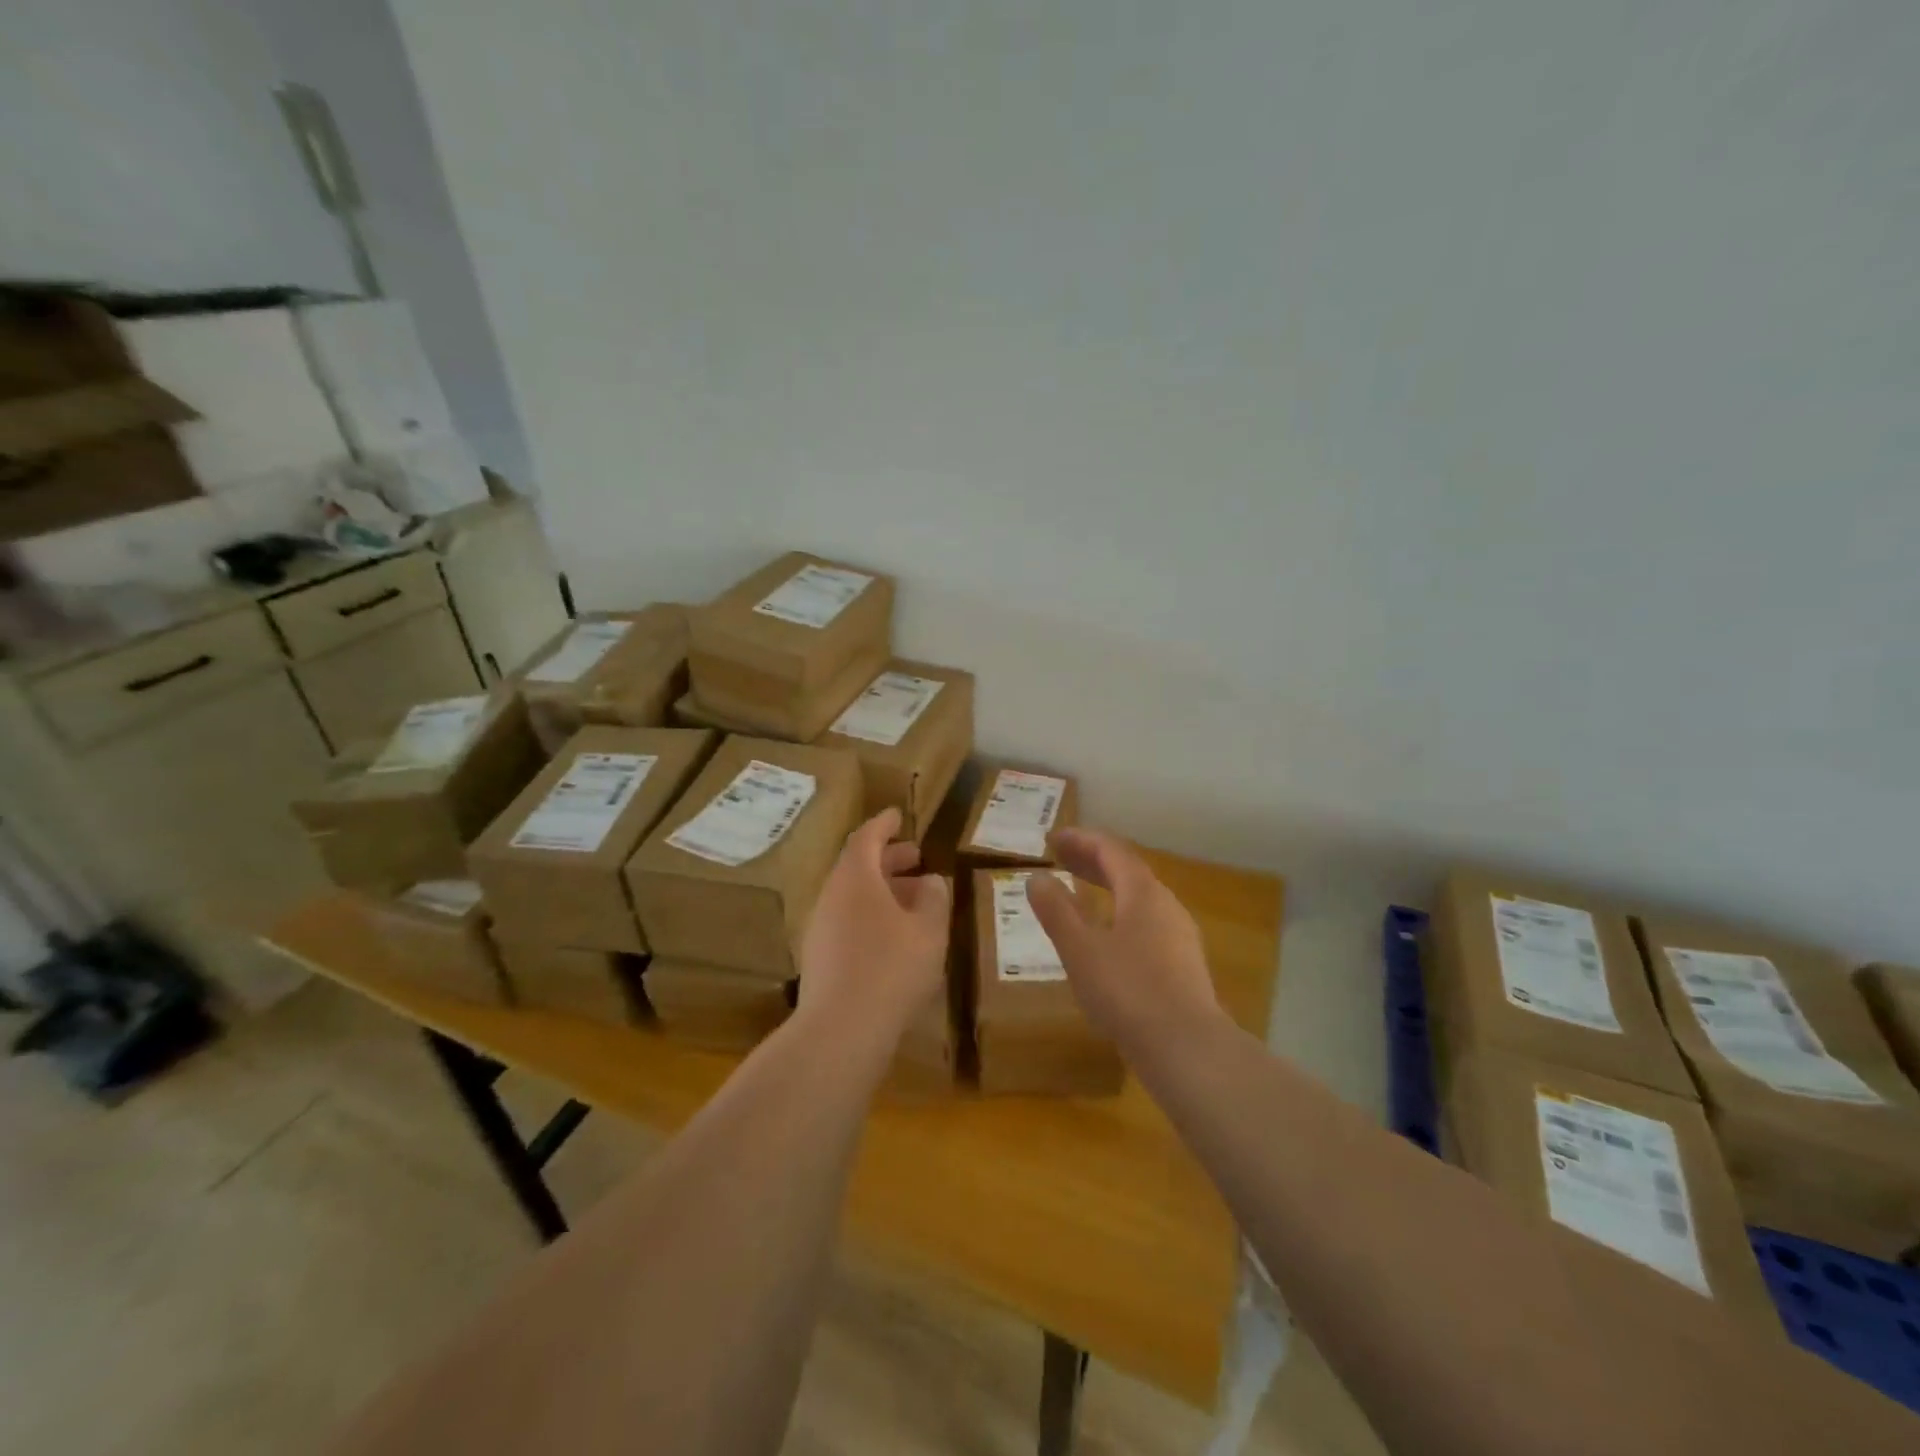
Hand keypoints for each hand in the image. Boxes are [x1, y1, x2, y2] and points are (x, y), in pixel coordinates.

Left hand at [796, 808, 951, 1059]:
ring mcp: (821, 928)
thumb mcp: (929, 931)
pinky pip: (847, 921)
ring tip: (914, 899)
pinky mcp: (820, 958)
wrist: (841, 1031)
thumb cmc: (892, 969)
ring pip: (853, 896)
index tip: (897, 815)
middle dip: (888, 858)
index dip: (884, 824)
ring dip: (882, 890)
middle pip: (858, 866)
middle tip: (915, 856)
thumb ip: (934, 899)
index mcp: (855, 878)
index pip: (867, 837)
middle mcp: (832, 896)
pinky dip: (872, 915)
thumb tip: (931, 881)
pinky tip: (895, 937)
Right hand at [1026, 828, 1222, 1056]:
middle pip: (1127, 870)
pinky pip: (1147, 922)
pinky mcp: (1183, 964)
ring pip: (1139, 898)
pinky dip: (1120, 914)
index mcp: (1142, 892)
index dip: (1081, 840)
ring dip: (1108, 888)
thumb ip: (1057, 910)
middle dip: (1092, 861)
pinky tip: (1108, 938)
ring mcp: (1179, 935)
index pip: (1111, 850)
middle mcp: (1166, 905)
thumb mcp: (1080, 949)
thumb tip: (1037, 877)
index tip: (1053, 839)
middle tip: (1061, 859)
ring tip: (1081, 894)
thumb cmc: (1127, 991)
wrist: (1187, 1047)